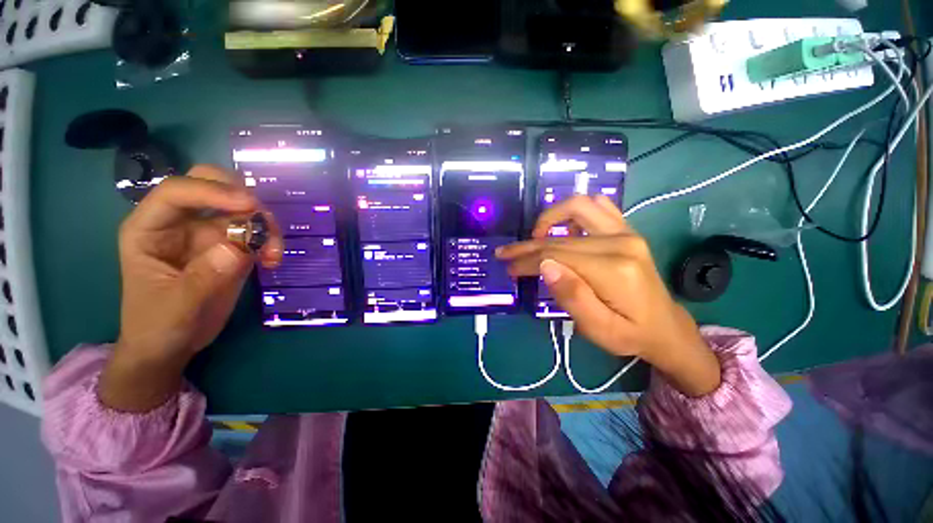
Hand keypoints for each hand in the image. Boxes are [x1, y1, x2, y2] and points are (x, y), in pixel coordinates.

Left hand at [100, 165, 282, 410]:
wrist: (171, 345)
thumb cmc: (158, 326)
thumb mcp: (175, 307)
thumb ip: (203, 277)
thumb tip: (238, 248)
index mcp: (150, 228)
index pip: (177, 192)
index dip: (212, 191)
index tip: (250, 206)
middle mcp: (180, 222)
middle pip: (210, 184)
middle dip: (241, 196)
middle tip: (263, 219)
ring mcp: (208, 233)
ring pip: (242, 208)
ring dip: (264, 224)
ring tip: (273, 254)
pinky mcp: (232, 247)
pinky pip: (256, 232)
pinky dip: (270, 241)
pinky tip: (272, 261)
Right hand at [496, 195, 719, 396]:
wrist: (664, 326)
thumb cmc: (630, 333)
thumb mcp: (598, 330)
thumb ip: (573, 297)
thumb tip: (545, 265)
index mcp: (614, 270)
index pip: (557, 255)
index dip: (527, 260)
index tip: (508, 268)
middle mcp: (621, 242)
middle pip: (561, 237)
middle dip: (528, 246)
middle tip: (507, 255)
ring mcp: (626, 231)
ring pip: (578, 207)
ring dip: (550, 218)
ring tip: (535, 238)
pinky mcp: (627, 230)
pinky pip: (597, 205)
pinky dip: (573, 212)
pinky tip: (563, 230)